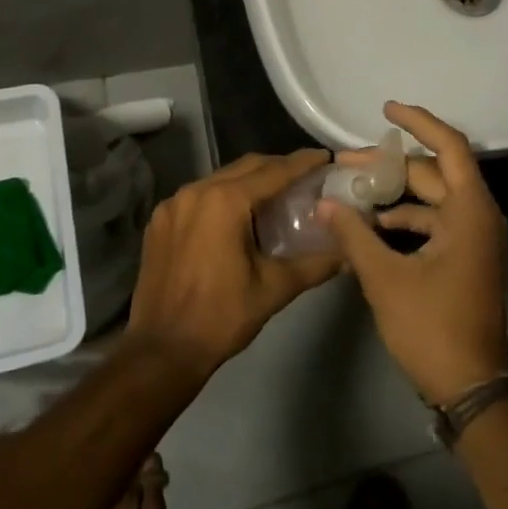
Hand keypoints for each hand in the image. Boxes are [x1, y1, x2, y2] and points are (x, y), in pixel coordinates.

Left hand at [126, 149, 341, 383]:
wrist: (161, 352)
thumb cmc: (221, 318)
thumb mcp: (274, 289)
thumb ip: (314, 265)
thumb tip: (348, 254)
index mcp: (225, 201)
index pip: (273, 172)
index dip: (302, 163)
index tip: (325, 157)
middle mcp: (196, 191)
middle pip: (246, 167)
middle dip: (277, 167)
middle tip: (306, 175)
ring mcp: (173, 204)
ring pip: (220, 179)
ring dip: (249, 181)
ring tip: (276, 194)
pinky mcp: (159, 221)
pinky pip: (199, 196)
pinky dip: (223, 196)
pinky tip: (237, 215)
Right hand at [318, 103, 507, 404]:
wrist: (471, 388)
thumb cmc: (433, 328)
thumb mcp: (386, 279)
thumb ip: (354, 237)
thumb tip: (324, 204)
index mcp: (469, 211)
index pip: (449, 147)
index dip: (419, 122)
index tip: (386, 109)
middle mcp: (477, 216)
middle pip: (432, 173)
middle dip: (389, 165)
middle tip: (344, 162)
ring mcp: (473, 239)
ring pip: (431, 199)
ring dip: (394, 194)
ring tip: (350, 192)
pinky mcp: (464, 258)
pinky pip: (433, 223)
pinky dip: (403, 220)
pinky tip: (369, 228)